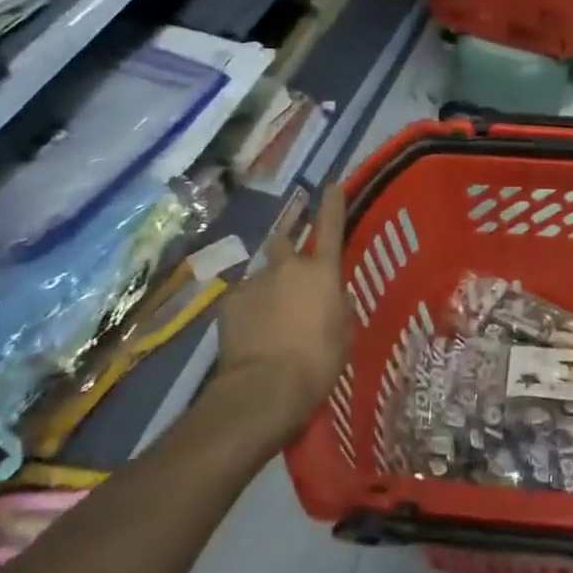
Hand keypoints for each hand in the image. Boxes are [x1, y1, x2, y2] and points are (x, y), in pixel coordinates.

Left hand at [214, 189, 352, 436]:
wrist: (264, 388)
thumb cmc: (317, 362)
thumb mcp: (343, 336)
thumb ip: (340, 309)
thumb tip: (334, 297)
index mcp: (323, 273)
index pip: (331, 227)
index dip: (333, 203)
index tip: (331, 184)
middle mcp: (288, 267)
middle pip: (284, 243)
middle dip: (286, 253)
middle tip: (289, 279)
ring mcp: (255, 282)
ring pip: (262, 277)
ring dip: (266, 290)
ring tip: (267, 322)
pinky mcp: (229, 302)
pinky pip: (241, 301)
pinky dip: (246, 312)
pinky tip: (249, 336)